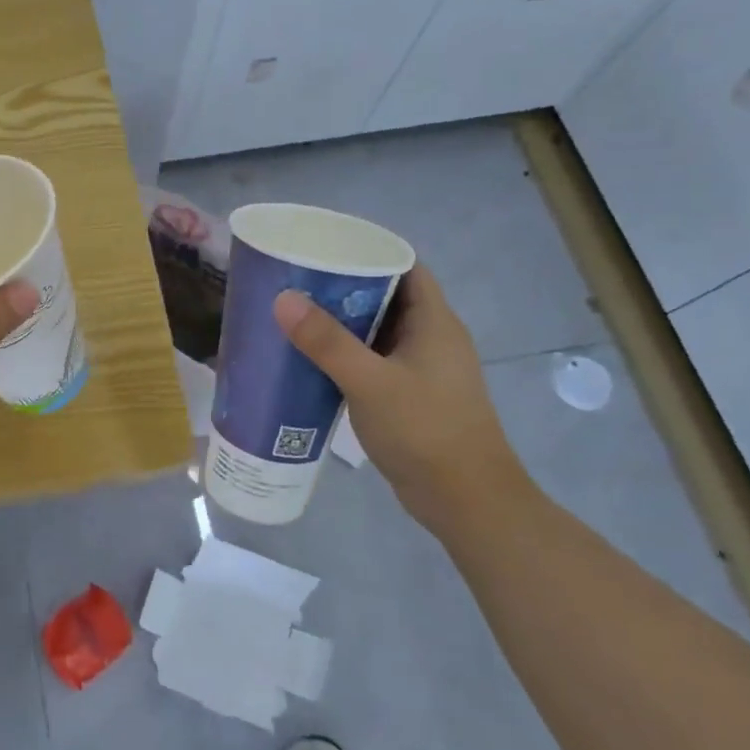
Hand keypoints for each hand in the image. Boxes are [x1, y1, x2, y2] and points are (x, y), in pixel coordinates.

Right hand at [273, 265, 524, 530]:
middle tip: (295, 280)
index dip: (368, 250)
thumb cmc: (426, 431)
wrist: (466, 502)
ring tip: (293, 314)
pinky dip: (343, 355)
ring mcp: (419, 369)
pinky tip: (309, 360)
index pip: (405, 266)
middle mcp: (430, 338)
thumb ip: (327, 342)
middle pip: (385, 296)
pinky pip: (371, 361)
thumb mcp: (371, 383)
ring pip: (375, 331)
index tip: (323, 247)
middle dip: (342, 286)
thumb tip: (282, 298)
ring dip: (340, 323)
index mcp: (434, 322)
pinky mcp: (407, 396)